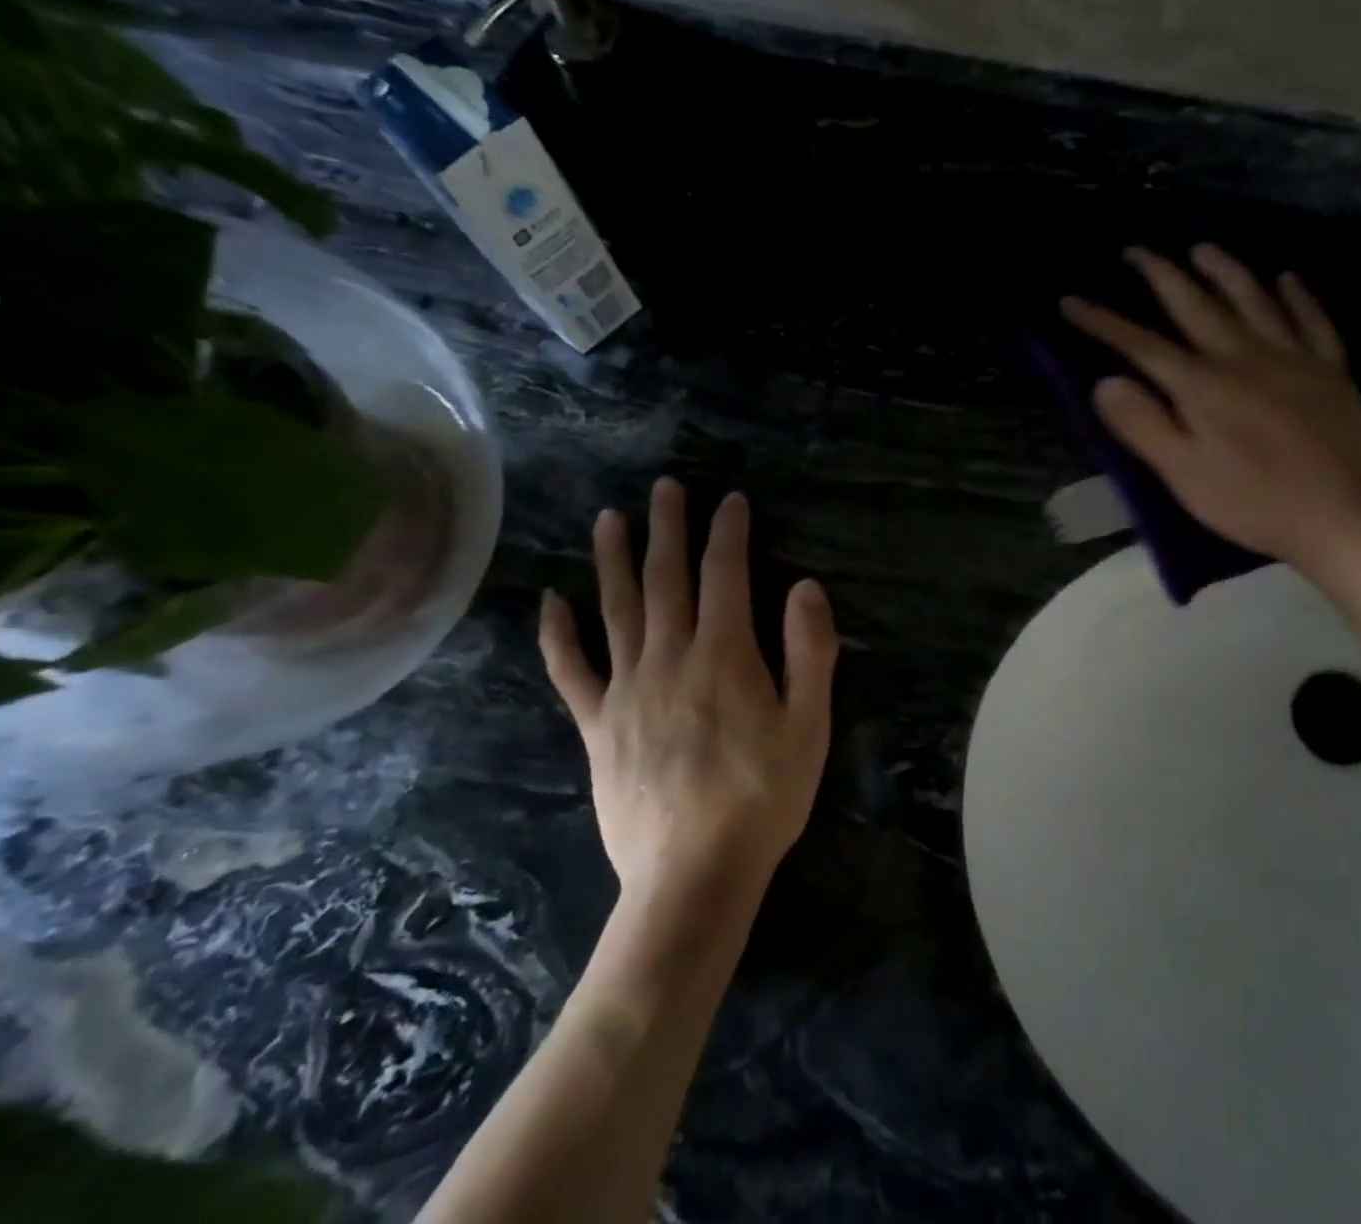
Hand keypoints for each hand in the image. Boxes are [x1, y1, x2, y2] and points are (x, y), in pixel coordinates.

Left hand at [538, 478, 838, 904]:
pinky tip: (551, 602)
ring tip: (608, 519)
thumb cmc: (763, 797)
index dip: (728, 532)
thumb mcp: (809, 725)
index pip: (725, 575)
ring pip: (617, 609)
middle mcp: (670, 657)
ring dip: (614, 560)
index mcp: (724, 655)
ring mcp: (627, 689)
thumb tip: (805, 587)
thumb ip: (810, 652)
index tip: (730, 499)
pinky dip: (558, 635)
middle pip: (667, 578)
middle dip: (668, 528)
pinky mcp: (598, 724)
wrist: (694, 873)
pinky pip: (571, 671)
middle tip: (665, 487)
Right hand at [1062, 244, 1360, 581]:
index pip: (1141, 345)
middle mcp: (1243, 358)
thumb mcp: (1182, 473)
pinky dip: (1298, 297)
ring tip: (1203, 248)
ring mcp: (1292, 359)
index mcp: (1201, 386)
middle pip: (1196, 306)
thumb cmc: (1251, 502)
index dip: (1103, 322)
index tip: (1071, 300)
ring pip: (1253, 301)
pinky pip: (1313, 322)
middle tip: (1136, 250)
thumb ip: (1143, 424)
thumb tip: (1104, 382)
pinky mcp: (1330, 372)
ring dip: (1225, 271)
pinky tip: (1287, 278)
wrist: (1340, 517)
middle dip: (1161, 276)